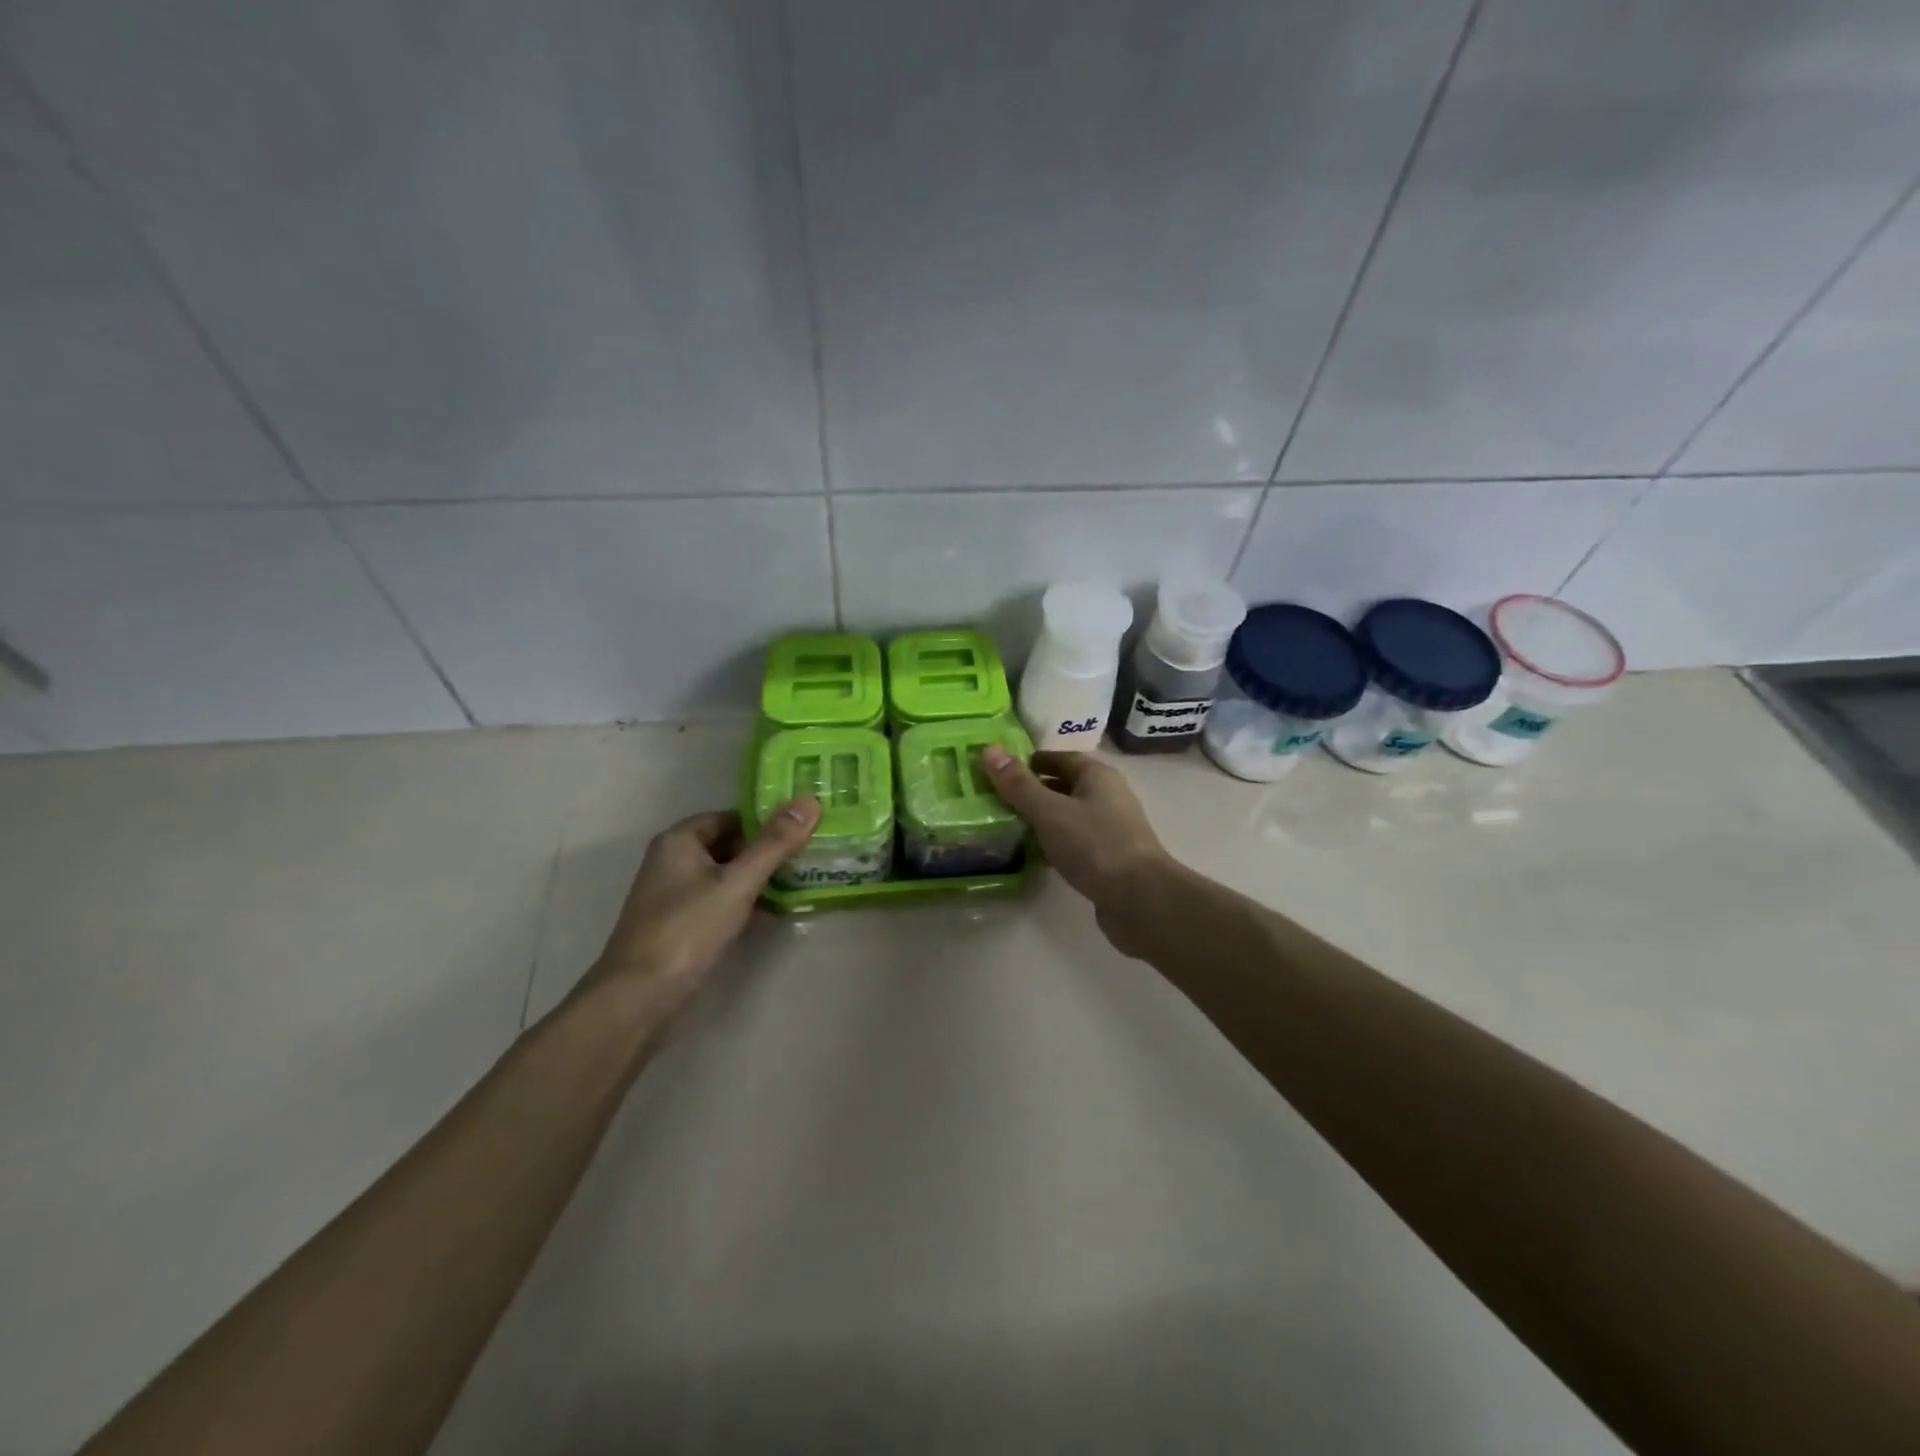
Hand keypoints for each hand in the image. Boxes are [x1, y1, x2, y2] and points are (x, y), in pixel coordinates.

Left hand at [570, 798, 820, 1026]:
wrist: (638, 997)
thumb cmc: (687, 929)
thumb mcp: (737, 883)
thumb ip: (774, 844)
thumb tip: (809, 801)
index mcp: (679, 841)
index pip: (731, 817)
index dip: (766, 822)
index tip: (802, 830)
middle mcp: (672, 861)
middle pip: (729, 846)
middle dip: (766, 852)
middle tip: (808, 857)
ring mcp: (674, 895)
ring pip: (726, 876)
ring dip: (758, 880)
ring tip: (800, 883)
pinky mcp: (680, 925)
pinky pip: (719, 902)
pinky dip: (744, 904)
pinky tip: (773, 914)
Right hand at [979, 748, 1170, 950]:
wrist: (1140, 900)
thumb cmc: (1095, 845)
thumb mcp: (1050, 811)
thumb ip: (1018, 784)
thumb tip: (988, 750)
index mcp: (1098, 776)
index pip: (1059, 757)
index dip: (1030, 761)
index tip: (999, 770)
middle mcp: (1107, 797)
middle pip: (1063, 786)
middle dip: (1031, 791)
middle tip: (994, 799)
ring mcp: (1110, 830)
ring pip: (1067, 816)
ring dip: (1040, 820)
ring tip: (1005, 826)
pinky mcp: (1108, 860)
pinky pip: (1073, 843)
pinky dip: (1052, 845)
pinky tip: (1030, 856)